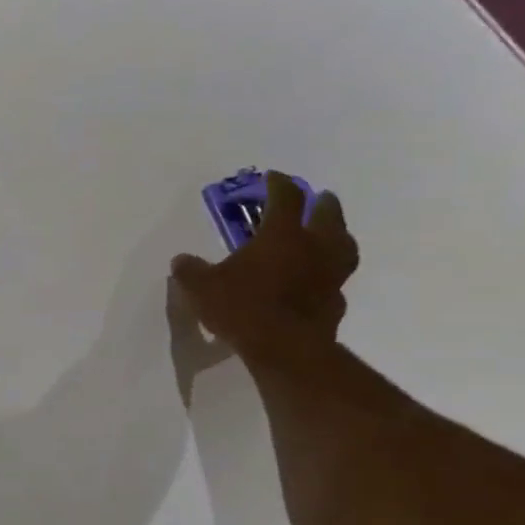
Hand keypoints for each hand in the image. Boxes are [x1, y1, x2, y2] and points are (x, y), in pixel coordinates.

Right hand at [171, 171, 358, 358]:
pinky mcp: (336, 301)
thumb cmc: (242, 307)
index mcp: (281, 235)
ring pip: (343, 245)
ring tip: (333, 234)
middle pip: (327, 215)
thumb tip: (181, 260)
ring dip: (339, 235)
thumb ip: (191, 271)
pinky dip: (330, 275)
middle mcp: (313, 247)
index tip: (273, 177)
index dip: (279, 184)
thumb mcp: (202, 288)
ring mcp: (329, 274)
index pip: (285, 198)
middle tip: (320, 198)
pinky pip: (336, 281)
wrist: (283, 347)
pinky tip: (321, 281)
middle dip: (323, 204)